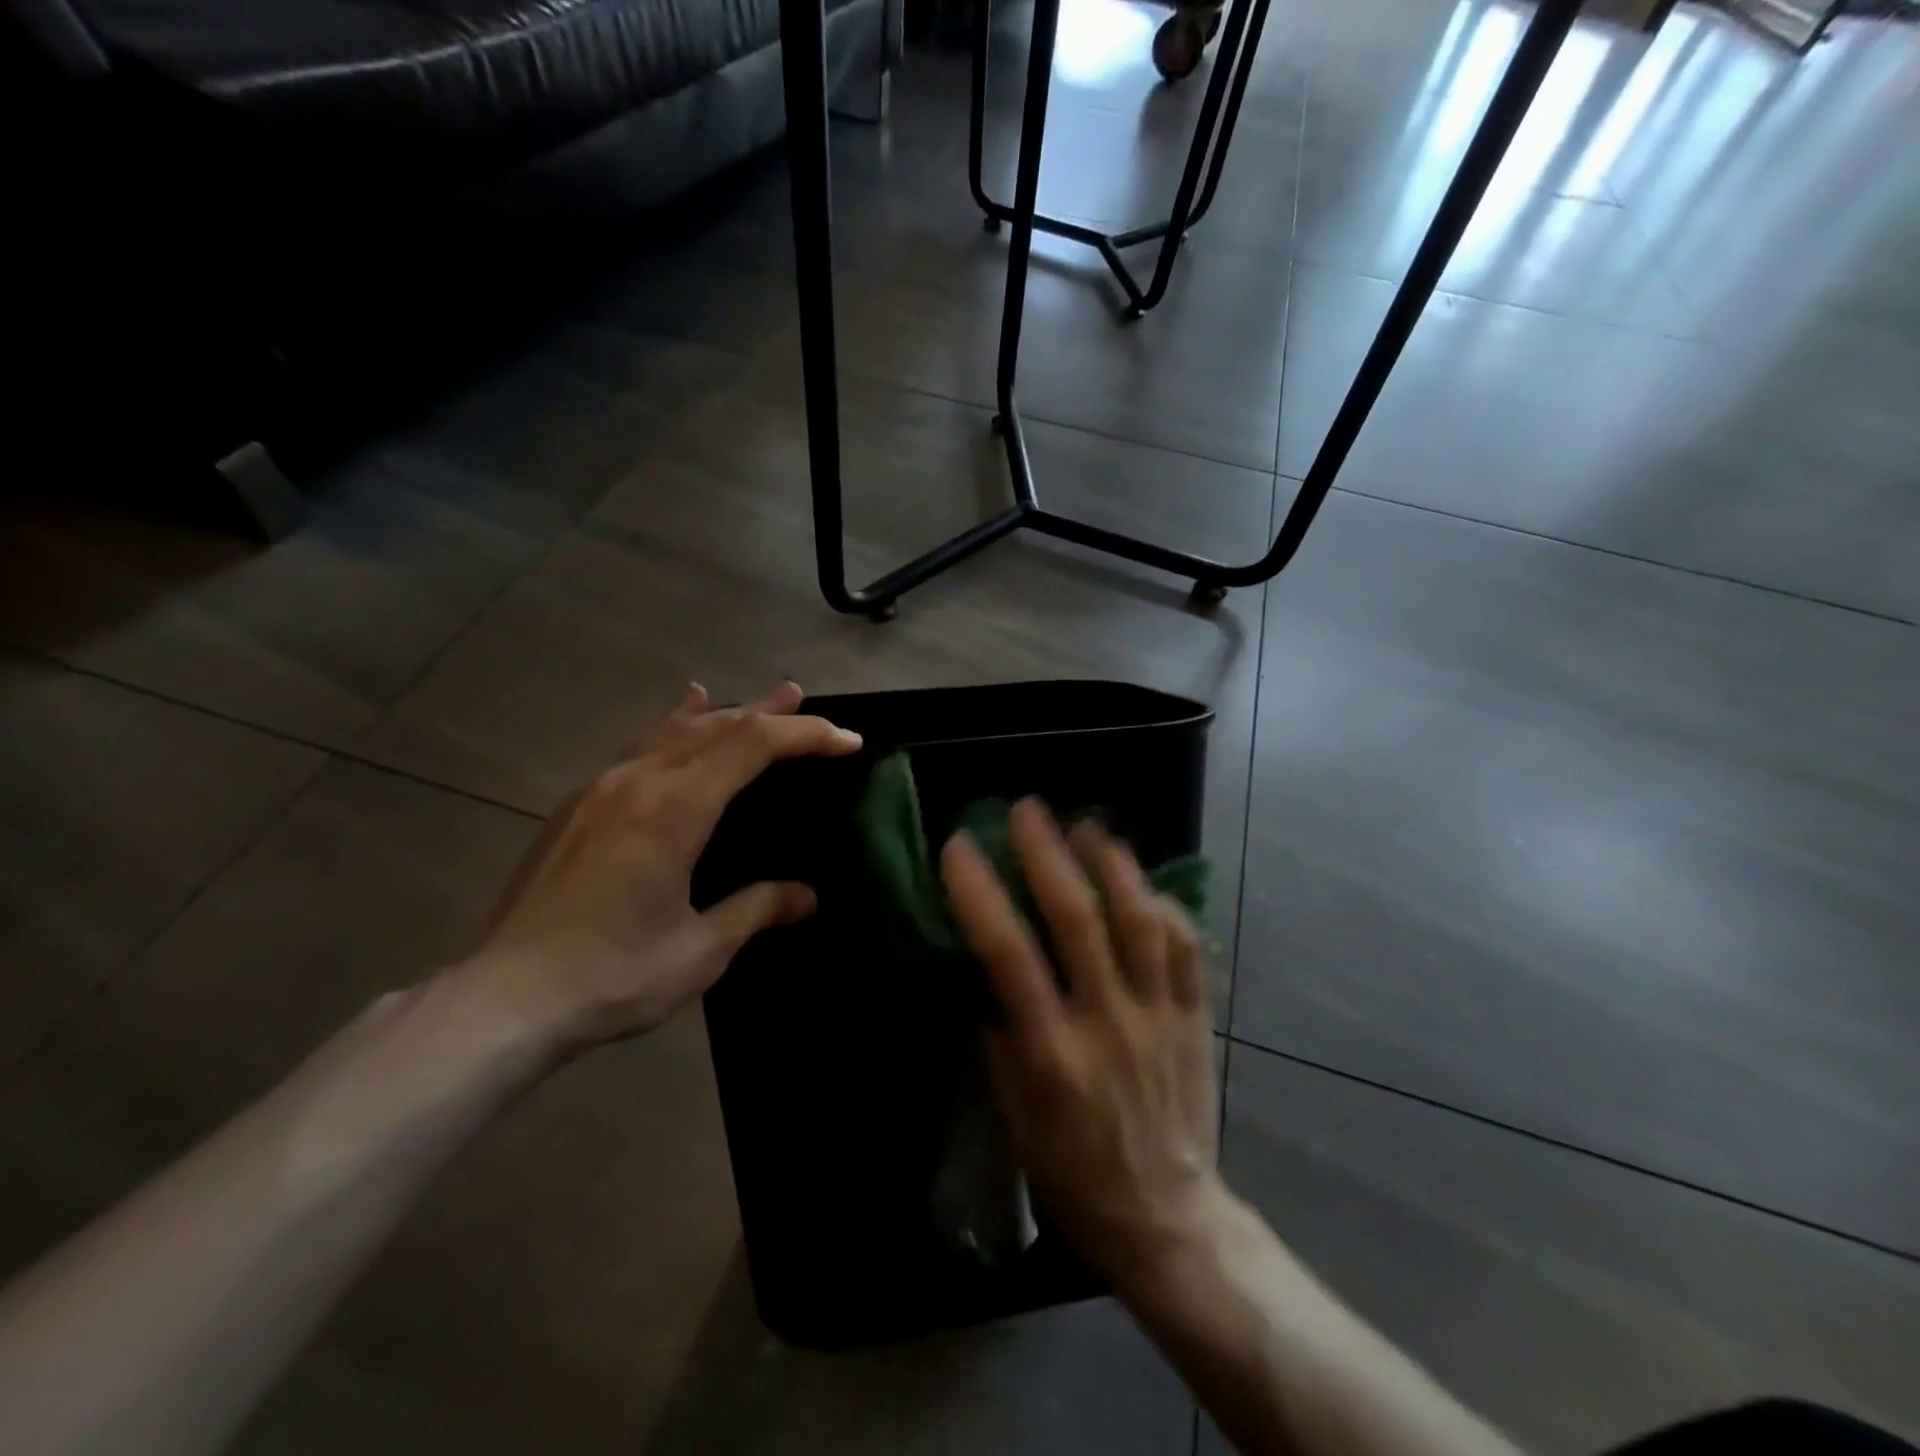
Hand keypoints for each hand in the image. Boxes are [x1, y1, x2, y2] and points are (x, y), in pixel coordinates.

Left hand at [457, 682, 861, 1054]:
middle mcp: (639, 780)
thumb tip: (807, 896)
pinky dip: (673, 726)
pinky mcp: (579, 806)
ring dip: (723, 712)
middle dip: (767, 712)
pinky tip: (678, 716)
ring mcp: (602, 788)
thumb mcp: (700, 949)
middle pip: (716, 725)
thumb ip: (757, 909)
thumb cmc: (613, 975)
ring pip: (674, 730)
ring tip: (756, 701)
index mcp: (676, 807)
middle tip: (804, 700)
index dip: (806, 735)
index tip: (847, 741)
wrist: (504, 999)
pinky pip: (640, 747)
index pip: (753, 745)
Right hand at [940, 800, 1223, 1288]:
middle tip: (1027, 809)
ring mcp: (1159, 1015)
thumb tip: (988, 969)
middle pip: (1079, 920)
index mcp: (1052, 1053)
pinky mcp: (1196, 1017)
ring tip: (1087, 825)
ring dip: (1112, 864)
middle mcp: (1107, 1021)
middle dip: (1048, 854)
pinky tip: (1141, 881)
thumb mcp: (1015, 1115)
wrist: (1167, 1216)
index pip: (1009, 955)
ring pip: (1140, 920)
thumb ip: (1002, 1036)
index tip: (960, 847)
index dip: (981, 894)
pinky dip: (1163, 905)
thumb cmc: (1072, 1170)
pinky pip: (1186, 946)